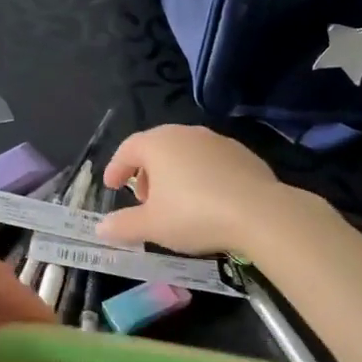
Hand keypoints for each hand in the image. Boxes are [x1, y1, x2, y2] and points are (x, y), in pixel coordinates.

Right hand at [96, 125, 297, 255]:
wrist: (260, 213)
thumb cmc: (194, 215)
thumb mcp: (152, 226)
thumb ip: (123, 225)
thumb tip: (101, 228)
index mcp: (158, 144)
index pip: (127, 149)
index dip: (116, 168)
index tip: (112, 187)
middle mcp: (186, 133)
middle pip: (157, 148)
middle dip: (146, 173)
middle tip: (144, 200)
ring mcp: (217, 141)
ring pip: (185, 153)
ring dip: (173, 174)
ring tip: (175, 203)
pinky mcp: (243, 154)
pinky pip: (211, 162)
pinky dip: (200, 177)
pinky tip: (207, 201)